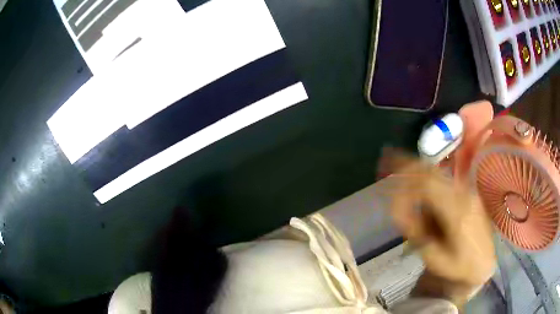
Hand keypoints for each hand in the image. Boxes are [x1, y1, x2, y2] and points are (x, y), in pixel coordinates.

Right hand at [385, 152, 495, 304]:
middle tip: (387, 160)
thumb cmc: (460, 267)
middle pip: (432, 170)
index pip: (426, 185)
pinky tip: (420, 190)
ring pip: (438, 172)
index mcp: (457, 211)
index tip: (390, 193)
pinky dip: (428, 178)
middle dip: (407, 163)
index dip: (404, 184)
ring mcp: (467, 191)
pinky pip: (444, 180)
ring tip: (399, 168)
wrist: (485, 263)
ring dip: (417, 169)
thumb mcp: (435, 257)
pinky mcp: (468, 193)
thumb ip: (417, 233)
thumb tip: (398, 211)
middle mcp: (463, 194)